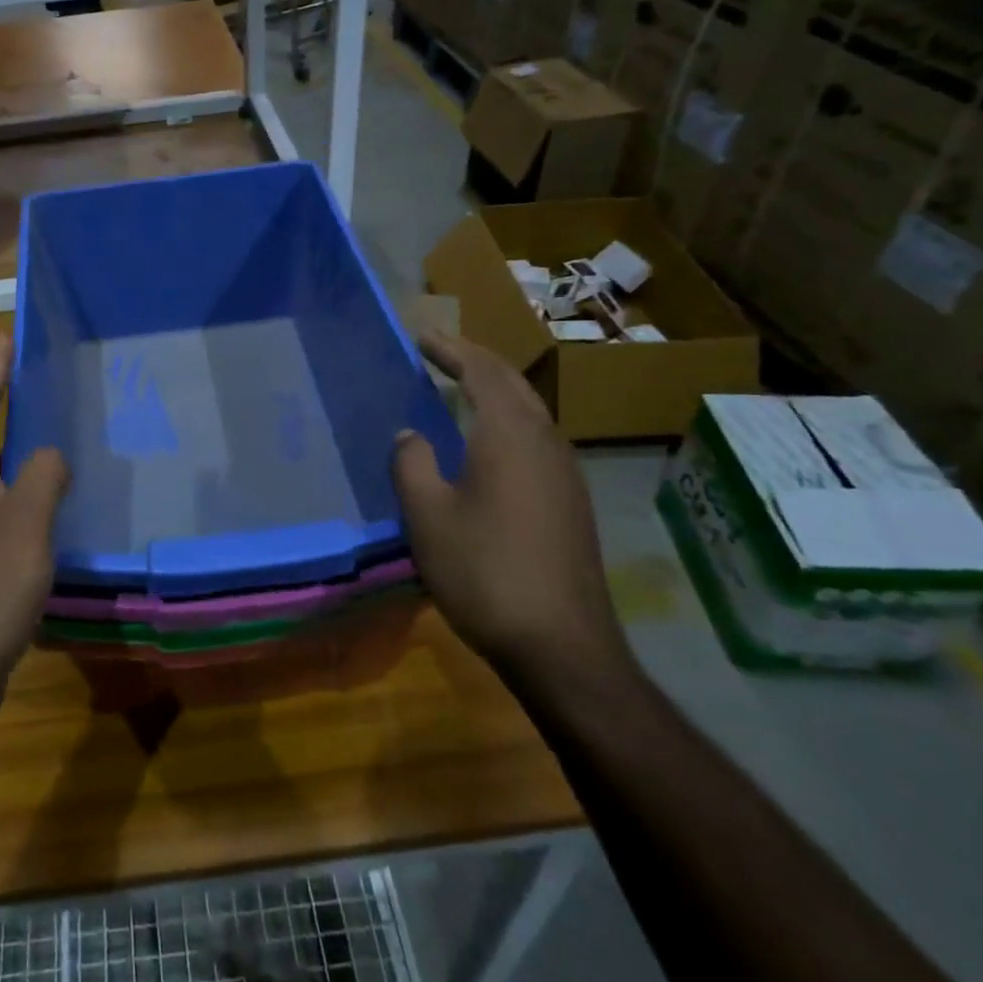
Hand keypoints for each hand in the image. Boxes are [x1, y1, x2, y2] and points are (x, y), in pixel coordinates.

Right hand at [393, 333, 629, 684]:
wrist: (562, 647)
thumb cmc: (485, 571)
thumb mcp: (428, 516)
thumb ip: (411, 464)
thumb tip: (410, 435)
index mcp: (510, 435)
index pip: (482, 371)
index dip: (451, 348)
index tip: (422, 334)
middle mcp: (546, 442)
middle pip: (513, 384)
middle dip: (476, 360)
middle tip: (441, 351)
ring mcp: (566, 473)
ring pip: (530, 411)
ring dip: (495, 390)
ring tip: (461, 387)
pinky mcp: (572, 502)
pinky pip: (536, 439)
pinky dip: (507, 421)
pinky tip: (489, 444)